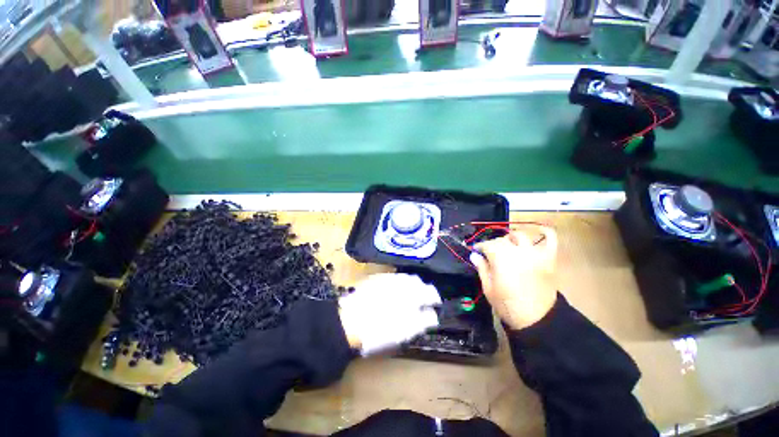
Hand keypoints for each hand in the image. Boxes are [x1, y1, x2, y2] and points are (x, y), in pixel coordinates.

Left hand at [338, 273, 440, 354]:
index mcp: (414, 292)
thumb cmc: (382, 328)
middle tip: (420, 303)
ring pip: (405, 279)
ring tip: (406, 299)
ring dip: (409, 287)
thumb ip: (424, 320)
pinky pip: (392, 278)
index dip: (435, 299)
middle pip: (419, 282)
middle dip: (422, 291)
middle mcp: (403, 280)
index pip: (431, 292)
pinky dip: (397, 285)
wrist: (350, 319)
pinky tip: (391, 294)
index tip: (435, 306)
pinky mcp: (377, 278)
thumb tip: (433, 315)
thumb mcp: (407, 330)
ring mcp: (389, 277)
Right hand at [470, 227, 557, 329]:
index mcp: (501, 258)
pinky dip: (545, 232)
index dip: (480, 246)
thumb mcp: (488, 288)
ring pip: (520, 235)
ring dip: (511, 237)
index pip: (487, 245)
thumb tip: (474, 255)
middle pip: (502, 239)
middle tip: (490, 253)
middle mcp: (517, 251)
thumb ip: (482, 268)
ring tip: (508, 244)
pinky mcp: (548, 258)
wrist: (537, 320)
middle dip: (493, 244)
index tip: (476, 250)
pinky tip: (537, 232)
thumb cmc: (507, 305)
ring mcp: (535, 253)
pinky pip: (550, 239)